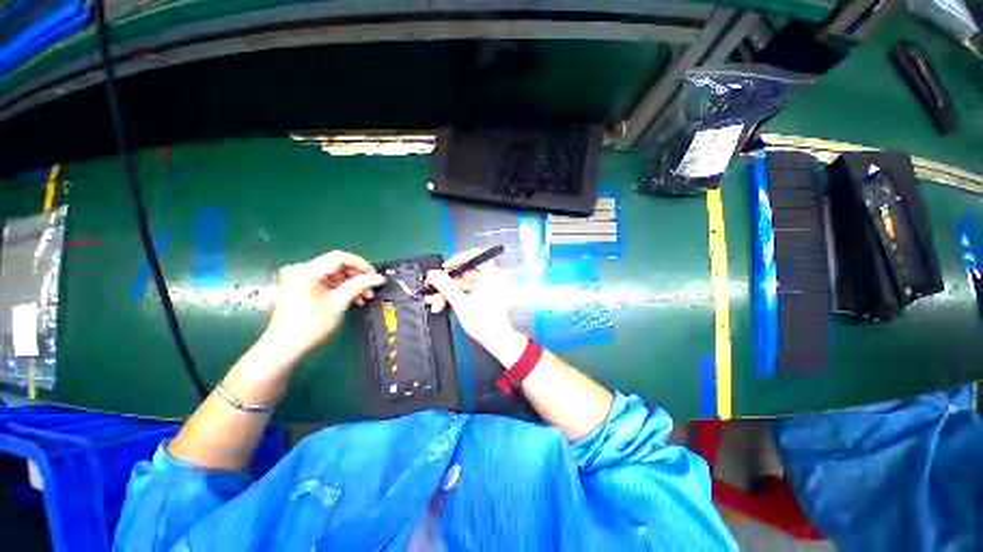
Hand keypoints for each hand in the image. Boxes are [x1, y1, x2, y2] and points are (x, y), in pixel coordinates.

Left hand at [264, 250, 384, 359]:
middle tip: (372, 287)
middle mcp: (302, 269)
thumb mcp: (338, 303)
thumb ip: (359, 285)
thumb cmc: (310, 325)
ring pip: (335, 273)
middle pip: (338, 264)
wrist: (284, 346)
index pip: (340, 258)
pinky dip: (343, 287)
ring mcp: (302, 277)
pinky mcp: (304, 286)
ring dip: (353, 283)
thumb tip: (379, 278)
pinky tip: (355, 298)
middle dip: (358, 275)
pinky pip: (329, 281)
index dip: (361, 265)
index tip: (375, 276)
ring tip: (366, 296)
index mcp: (306, 271)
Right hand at [424, 250, 526, 365]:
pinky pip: (466, 290)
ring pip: (463, 282)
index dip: (458, 259)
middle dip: (447, 281)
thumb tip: (432, 273)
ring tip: (434, 302)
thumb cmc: (484, 322)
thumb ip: (446, 286)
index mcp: (491, 275)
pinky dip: (454, 296)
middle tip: (432, 287)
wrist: (497, 341)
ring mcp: (485, 288)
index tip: (445, 268)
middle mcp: (490, 278)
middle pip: (465, 272)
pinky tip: (441, 304)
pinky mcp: (481, 296)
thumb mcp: (461, 303)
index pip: (475, 255)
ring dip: (447, 291)